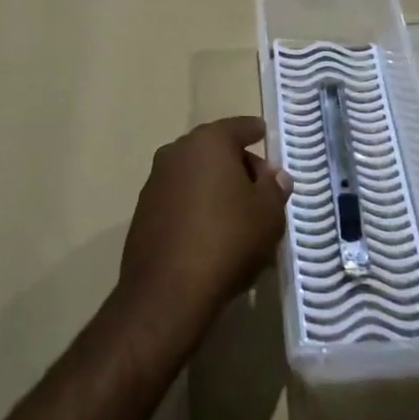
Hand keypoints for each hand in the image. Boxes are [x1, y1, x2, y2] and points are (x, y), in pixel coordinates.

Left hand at [117, 116, 293, 339]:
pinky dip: (197, 207)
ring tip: (240, 218)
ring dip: (217, 188)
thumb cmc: (227, 240)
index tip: (266, 136)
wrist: (168, 291)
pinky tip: (212, 235)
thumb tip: (275, 176)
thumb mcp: (268, 214)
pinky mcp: (143, 211)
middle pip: (215, 150)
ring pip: (196, 175)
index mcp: (208, 142)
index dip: (256, 132)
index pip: (239, 127)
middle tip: (262, 190)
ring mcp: (156, 181)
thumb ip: (274, 188)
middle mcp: (177, 152)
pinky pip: (180, 199)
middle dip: (239, 165)